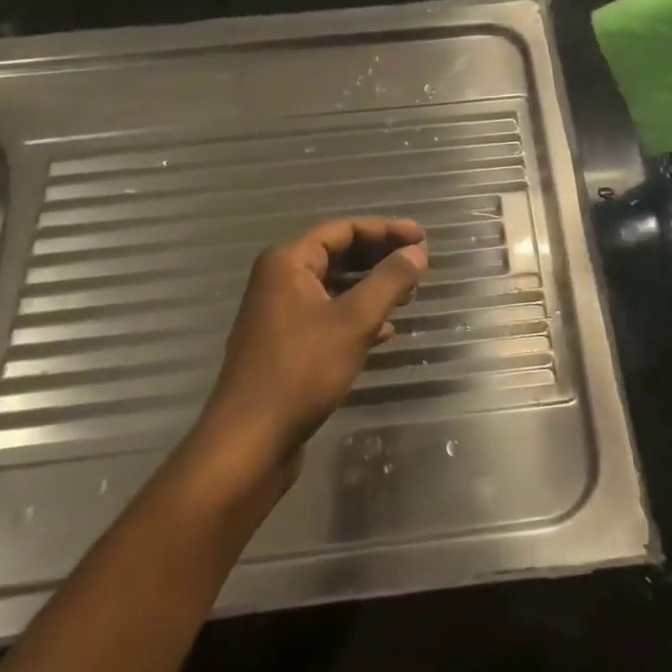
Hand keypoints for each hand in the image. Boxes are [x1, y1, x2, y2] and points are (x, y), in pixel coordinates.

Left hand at [188, 218, 427, 490]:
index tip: (422, 238)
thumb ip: (389, 281)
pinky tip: (385, 332)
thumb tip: (417, 252)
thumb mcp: (354, 321)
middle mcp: (280, 280)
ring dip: (371, 287)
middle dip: (380, 257)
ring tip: (408, 295)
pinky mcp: (285, 346)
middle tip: (418, 264)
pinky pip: (327, 316)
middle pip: (338, 254)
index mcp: (288, 262)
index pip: (343, 229)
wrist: (249, 442)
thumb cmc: (301, 371)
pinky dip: (356, 317)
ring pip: (334, 287)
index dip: (386, 229)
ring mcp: (280, 314)